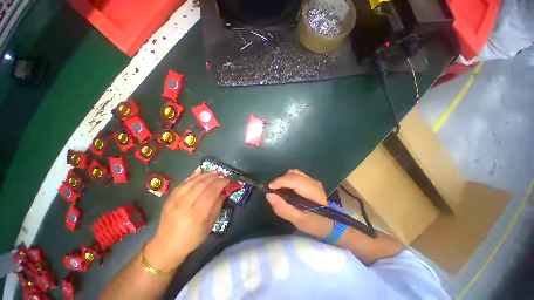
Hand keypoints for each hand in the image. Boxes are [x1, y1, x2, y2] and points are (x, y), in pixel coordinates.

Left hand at [144, 170, 228, 269]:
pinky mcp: (169, 198)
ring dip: (205, 175)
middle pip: (202, 185)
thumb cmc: (192, 238)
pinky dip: (193, 176)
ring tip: (215, 172)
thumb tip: (223, 191)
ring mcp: (175, 201)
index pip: (211, 192)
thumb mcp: (209, 226)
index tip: (227, 180)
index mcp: (196, 215)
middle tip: (223, 175)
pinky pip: (183, 183)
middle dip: (215, 177)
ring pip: (192, 182)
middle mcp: (184, 205)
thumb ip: (217, 206)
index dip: (220, 183)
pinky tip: (200, 171)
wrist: (166, 246)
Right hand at [266, 169, 333, 237]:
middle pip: (293, 173)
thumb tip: (269, 195)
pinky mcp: (310, 181)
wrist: (330, 224)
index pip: (295, 180)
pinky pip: (296, 175)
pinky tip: (286, 188)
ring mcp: (312, 180)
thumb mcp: (299, 221)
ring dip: (284, 179)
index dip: (280, 181)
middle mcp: (313, 182)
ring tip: (278, 189)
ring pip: (294, 172)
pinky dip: (288, 179)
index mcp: (313, 192)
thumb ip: (283, 209)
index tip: (269, 188)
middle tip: (273, 190)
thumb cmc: (315, 224)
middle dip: (280, 180)